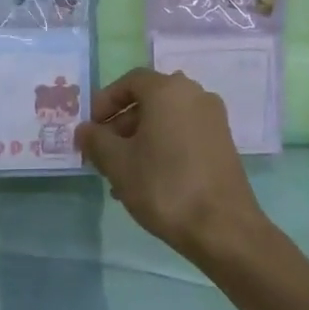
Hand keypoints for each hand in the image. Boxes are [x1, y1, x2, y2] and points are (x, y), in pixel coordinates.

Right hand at [74, 67, 266, 262]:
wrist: (223, 228)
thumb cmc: (164, 186)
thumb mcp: (118, 163)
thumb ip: (96, 140)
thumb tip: (84, 130)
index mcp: (168, 89)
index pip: (130, 81)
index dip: (105, 101)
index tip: (90, 128)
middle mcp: (194, 94)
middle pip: (149, 100)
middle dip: (121, 125)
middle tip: (103, 154)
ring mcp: (213, 119)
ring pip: (166, 120)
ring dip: (140, 140)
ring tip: (121, 175)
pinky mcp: (223, 143)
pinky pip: (184, 135)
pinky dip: (163, 148)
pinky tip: (148, 181)